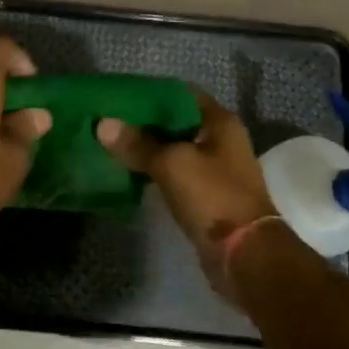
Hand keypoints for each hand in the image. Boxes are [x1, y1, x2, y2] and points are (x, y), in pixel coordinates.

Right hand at [97, 91, 276, 298]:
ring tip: (112, 144)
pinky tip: (129, 171)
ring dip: (148, 148)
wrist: (245, 255)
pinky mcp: (207, 196)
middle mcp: (221, 140)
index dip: (151, 93)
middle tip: (109, 120)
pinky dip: (155, 171)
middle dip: (145, 122)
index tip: (120, 95)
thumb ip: (138, 144)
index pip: (181, 94)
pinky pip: (175, 174)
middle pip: (177, 122)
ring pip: (174, 149)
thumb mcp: (171, 164)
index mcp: (220, 122)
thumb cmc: (213, 197)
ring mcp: (215, 169)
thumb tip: (103, 124)